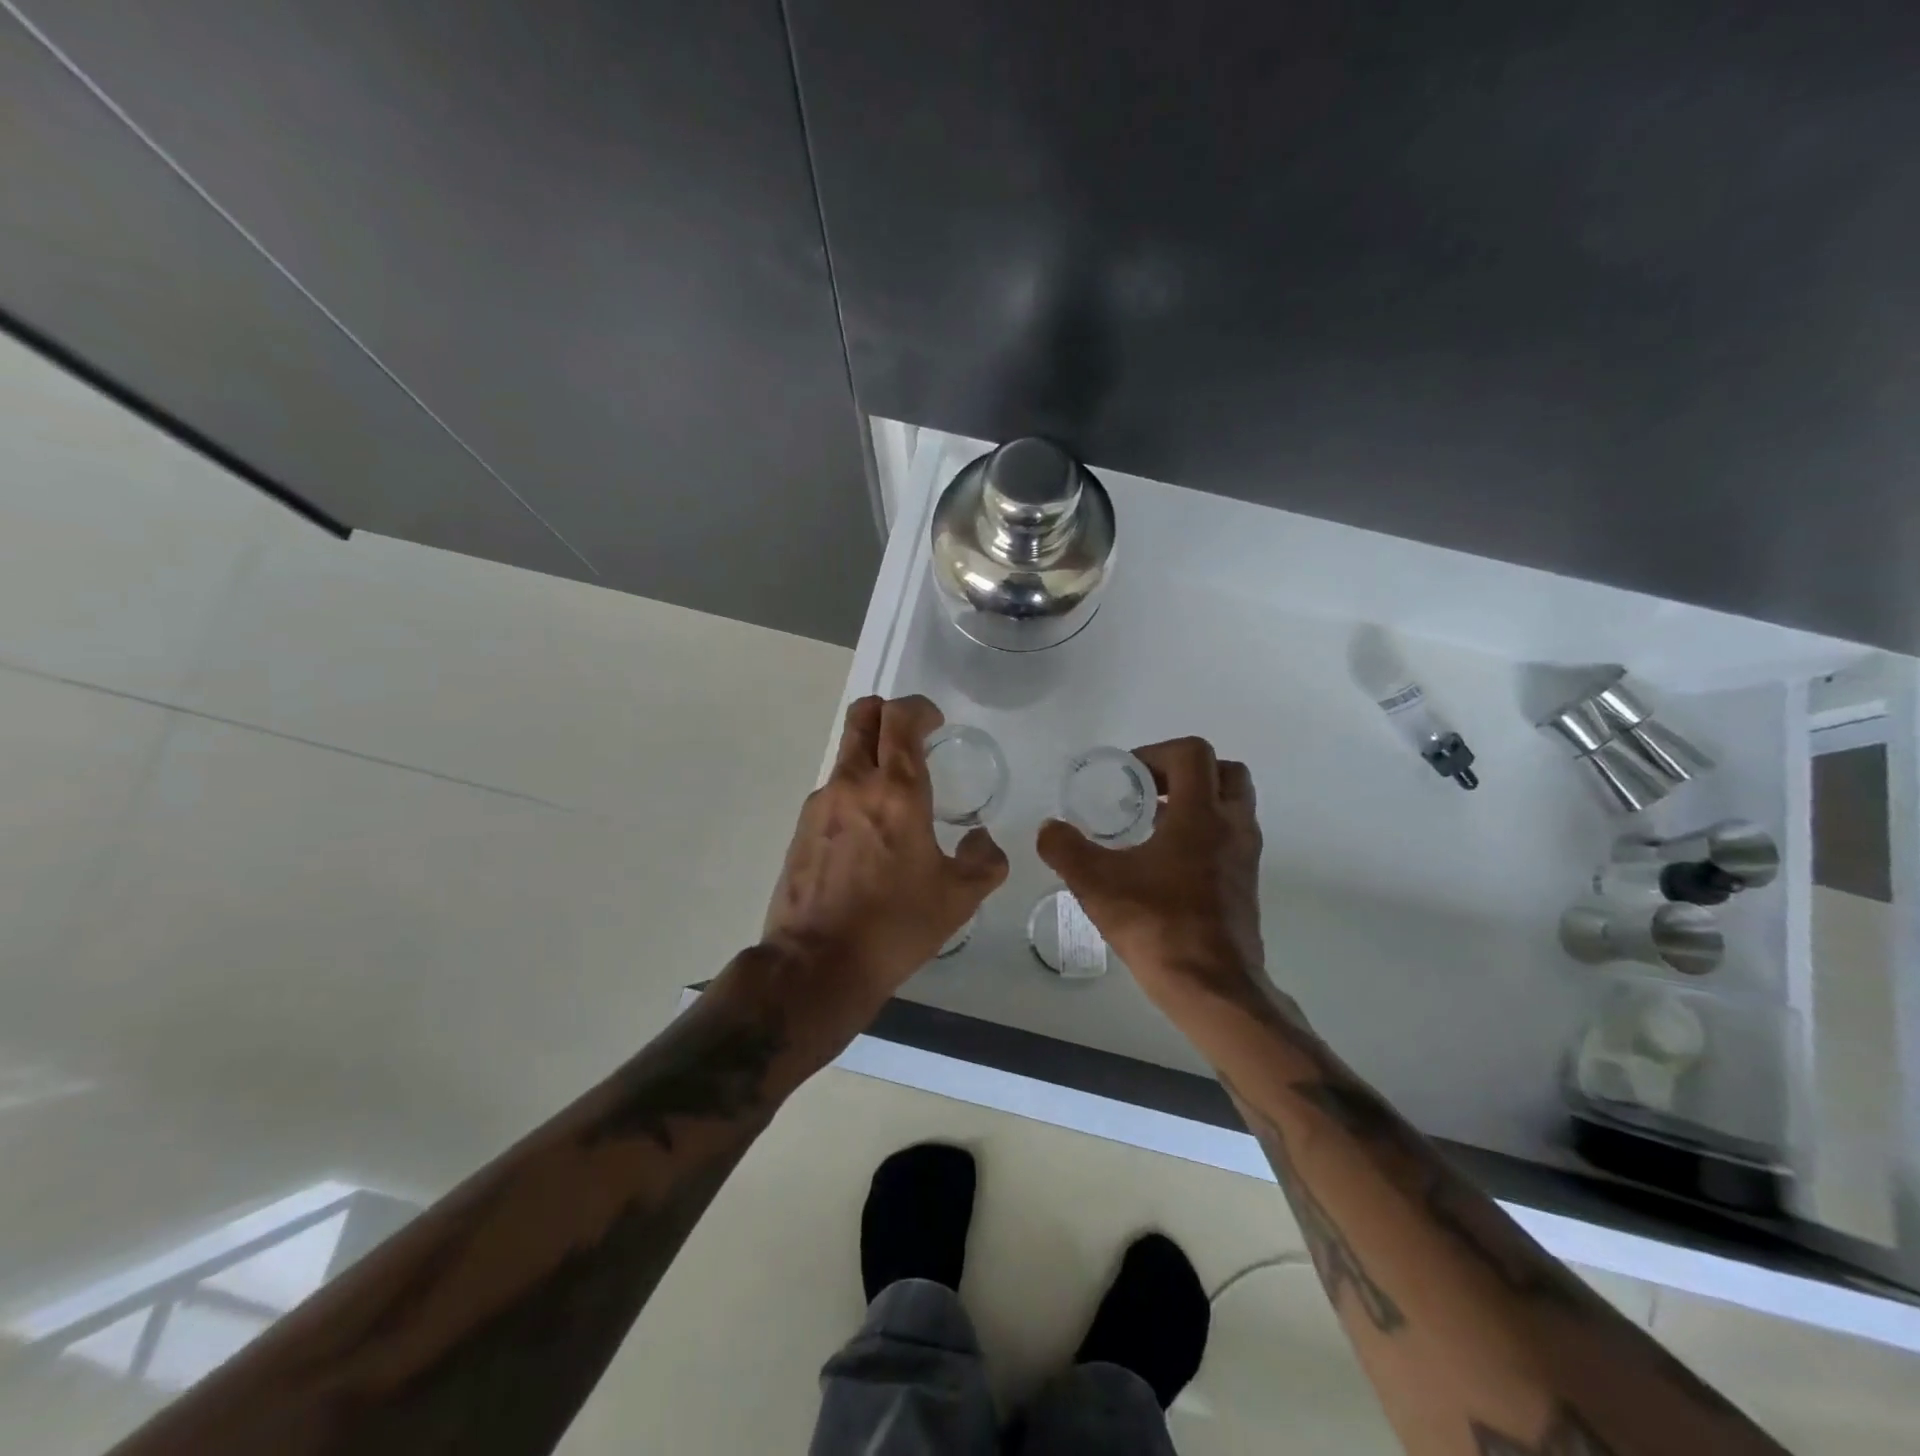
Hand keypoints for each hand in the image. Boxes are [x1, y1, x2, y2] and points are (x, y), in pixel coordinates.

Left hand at [763, 695, 1008, 1012]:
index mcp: (897, 791)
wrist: (817, 965)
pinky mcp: (801, 829)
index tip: (935, 724)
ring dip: (871, 757)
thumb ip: (984, 861)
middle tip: (911, 737)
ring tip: (895, 800)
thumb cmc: (895, 926)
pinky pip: (833, 792)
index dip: (919, 709)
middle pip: (862, 716)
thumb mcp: (958, 898)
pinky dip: (854, 793)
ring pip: (846, 755)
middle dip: (887, 713)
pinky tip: (868, 837)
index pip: (900, 718)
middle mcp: (853, 784)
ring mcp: (820, 804)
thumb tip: (982, 840)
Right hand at [1037, 736, 1266, 1006]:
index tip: (1126, 777)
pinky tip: (1164, 861)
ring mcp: (1245, 855)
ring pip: (1232, 804)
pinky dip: (1204, 830)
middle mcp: (1233, 826)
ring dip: (1196, 800)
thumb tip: (1048, 828)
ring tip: (1151, 823)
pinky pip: (1230, 836)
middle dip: (1185, 771)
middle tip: (1148, 790)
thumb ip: (1066, 849)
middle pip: (1225, 771)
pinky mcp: (1246, 882)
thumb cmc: (1158, 927)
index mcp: (1202, 815)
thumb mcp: (1097, 885)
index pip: (1193, 753)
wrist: (1213, 987)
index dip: (1156, 753)